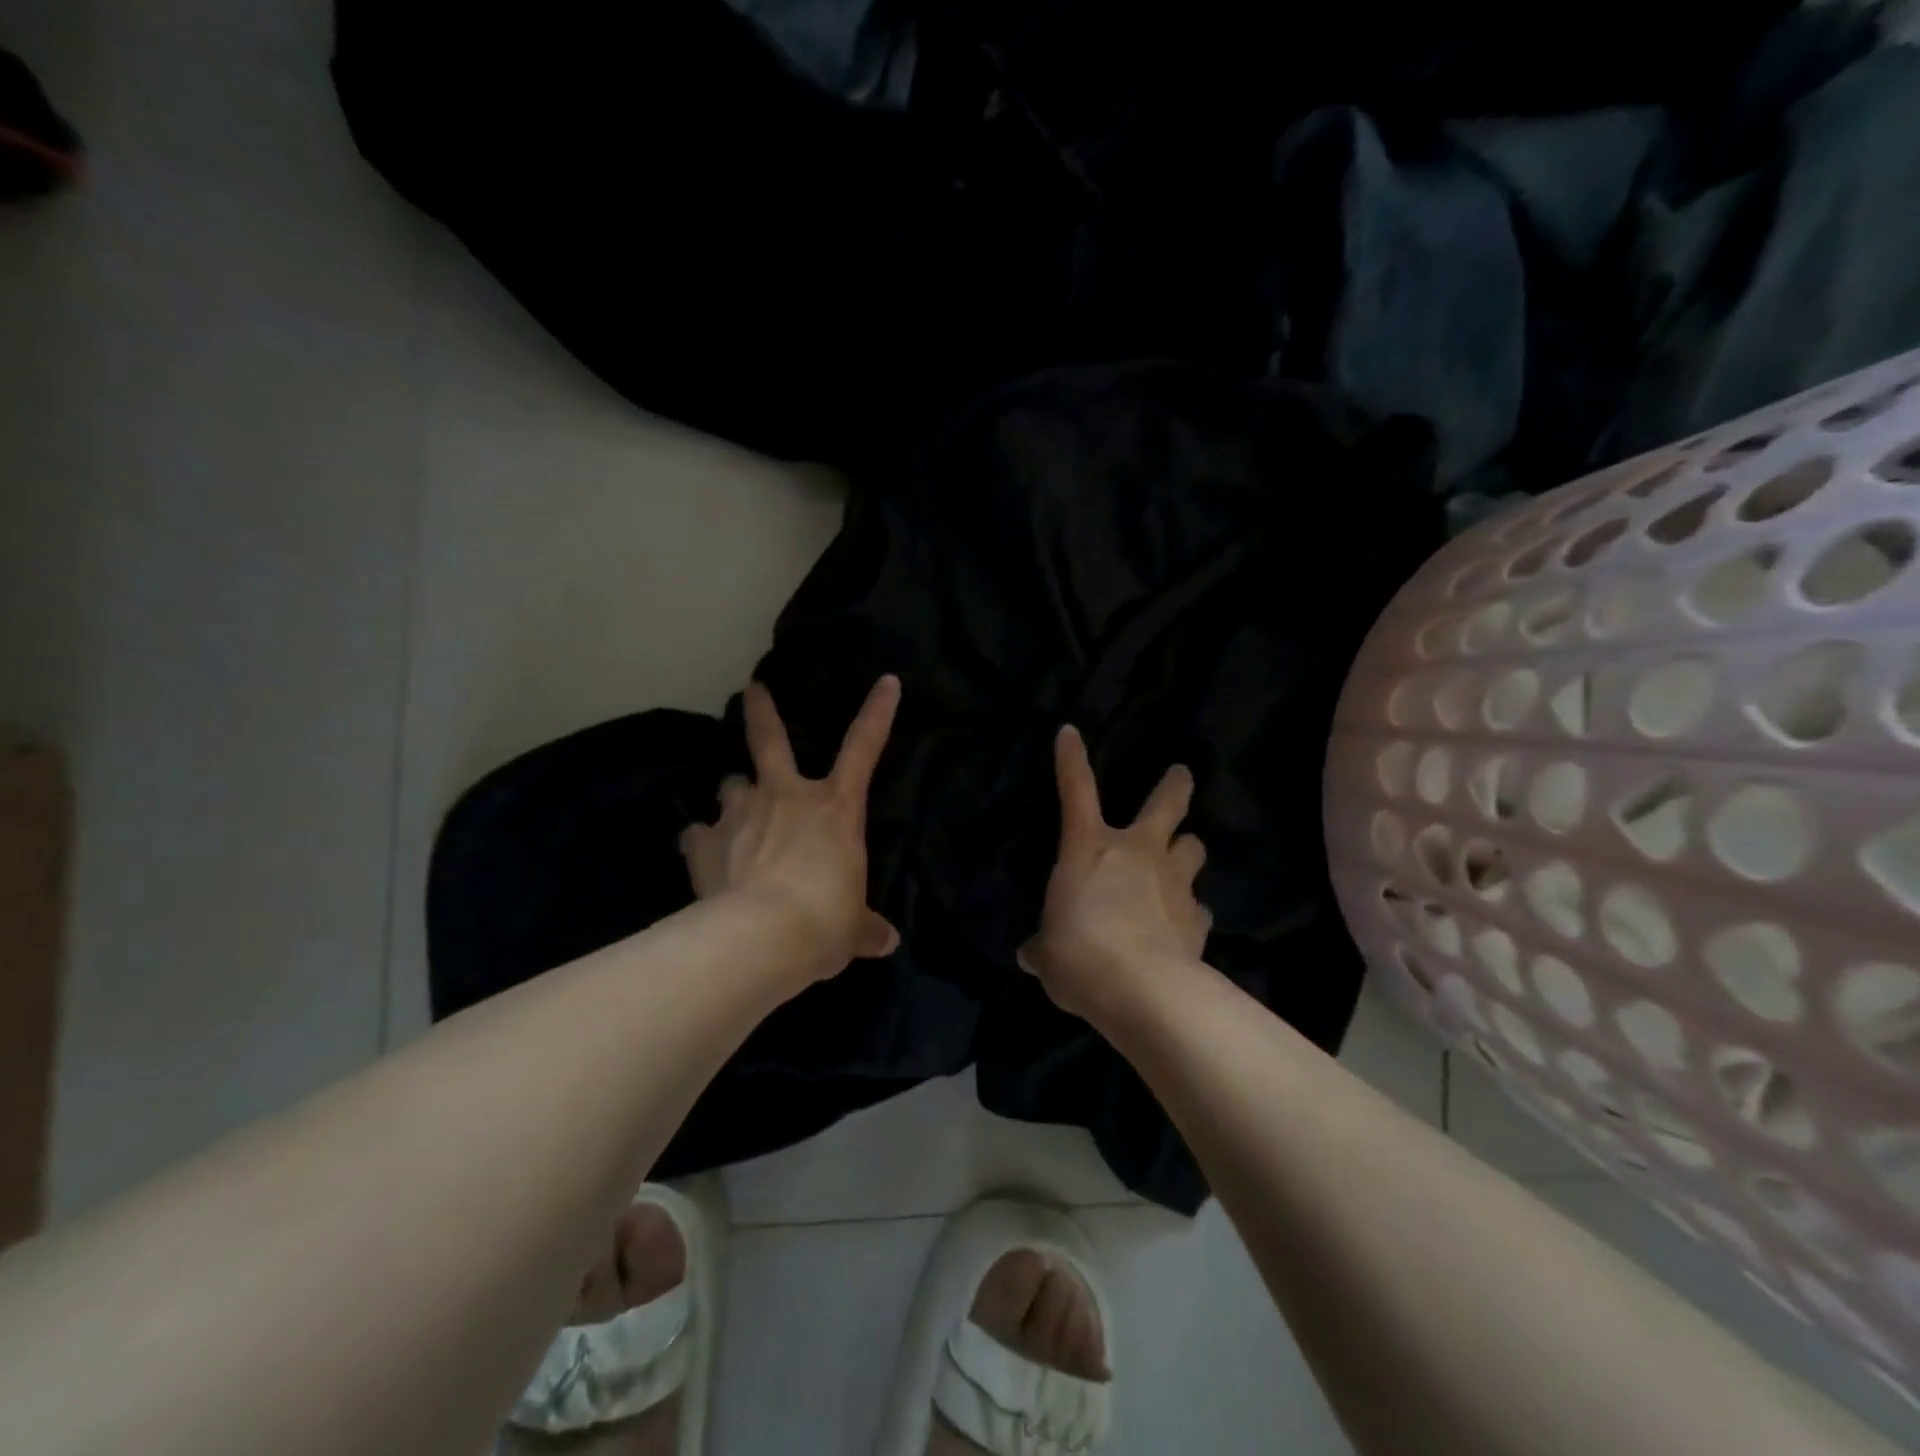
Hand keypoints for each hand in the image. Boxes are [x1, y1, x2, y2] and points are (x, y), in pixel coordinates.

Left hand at [680, 675, 901, 984]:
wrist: (760, 938)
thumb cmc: (823, 921)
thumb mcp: (853, 929)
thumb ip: (866, 928)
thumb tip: (886, 942)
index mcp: (834, 808)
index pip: (864, 748)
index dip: (877, 712)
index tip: (886, 681)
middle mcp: (785, 797)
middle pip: (769, 740)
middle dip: (761, 712)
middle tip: (753, 690)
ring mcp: (740, 814)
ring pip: (730, 785)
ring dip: (734, 795)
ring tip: (735, 812)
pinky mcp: (703, 843)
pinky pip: (697, 833)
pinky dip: (701, 840)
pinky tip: (703, 854)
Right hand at [1017, 725, 1210, 1021]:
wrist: (1142, 990)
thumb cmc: (1079, 955)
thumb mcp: (1047, 954)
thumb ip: (1042, 948)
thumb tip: (1033, 955)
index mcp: (1090, 848)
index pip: (1076, 791)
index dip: (1071, 759)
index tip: (1070, 731)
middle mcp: (1138, 853)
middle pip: (1167, 804)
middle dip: (1175, 785)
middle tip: (1181, 774)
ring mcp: (1174, 882)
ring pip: (1193, 847)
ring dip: (1186, 851)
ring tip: (1180, 863)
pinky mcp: (1199, 918)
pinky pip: (1198, 906)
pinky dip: (1190, 911)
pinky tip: (1183, 928)